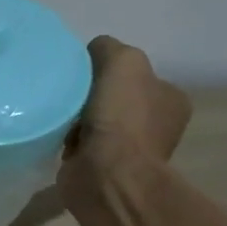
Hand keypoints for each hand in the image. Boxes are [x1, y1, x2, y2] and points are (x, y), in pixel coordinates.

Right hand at [58, 34, 192, 213]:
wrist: (107, 176)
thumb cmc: (122, 118)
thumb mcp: (123, 62)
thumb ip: (108, 48)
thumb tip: (92, 52)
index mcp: (170, 100)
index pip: (138, 76)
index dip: (111, 72)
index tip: (86, 75)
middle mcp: (155, 126)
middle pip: (115, 100)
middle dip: (91, 97)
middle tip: (69, 95)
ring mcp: (129, 152)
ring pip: (96, 124)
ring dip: (76, 121)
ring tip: (59, 118)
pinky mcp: (101, 171)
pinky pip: (81, 148)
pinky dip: (67, 143)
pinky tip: (56, 138)